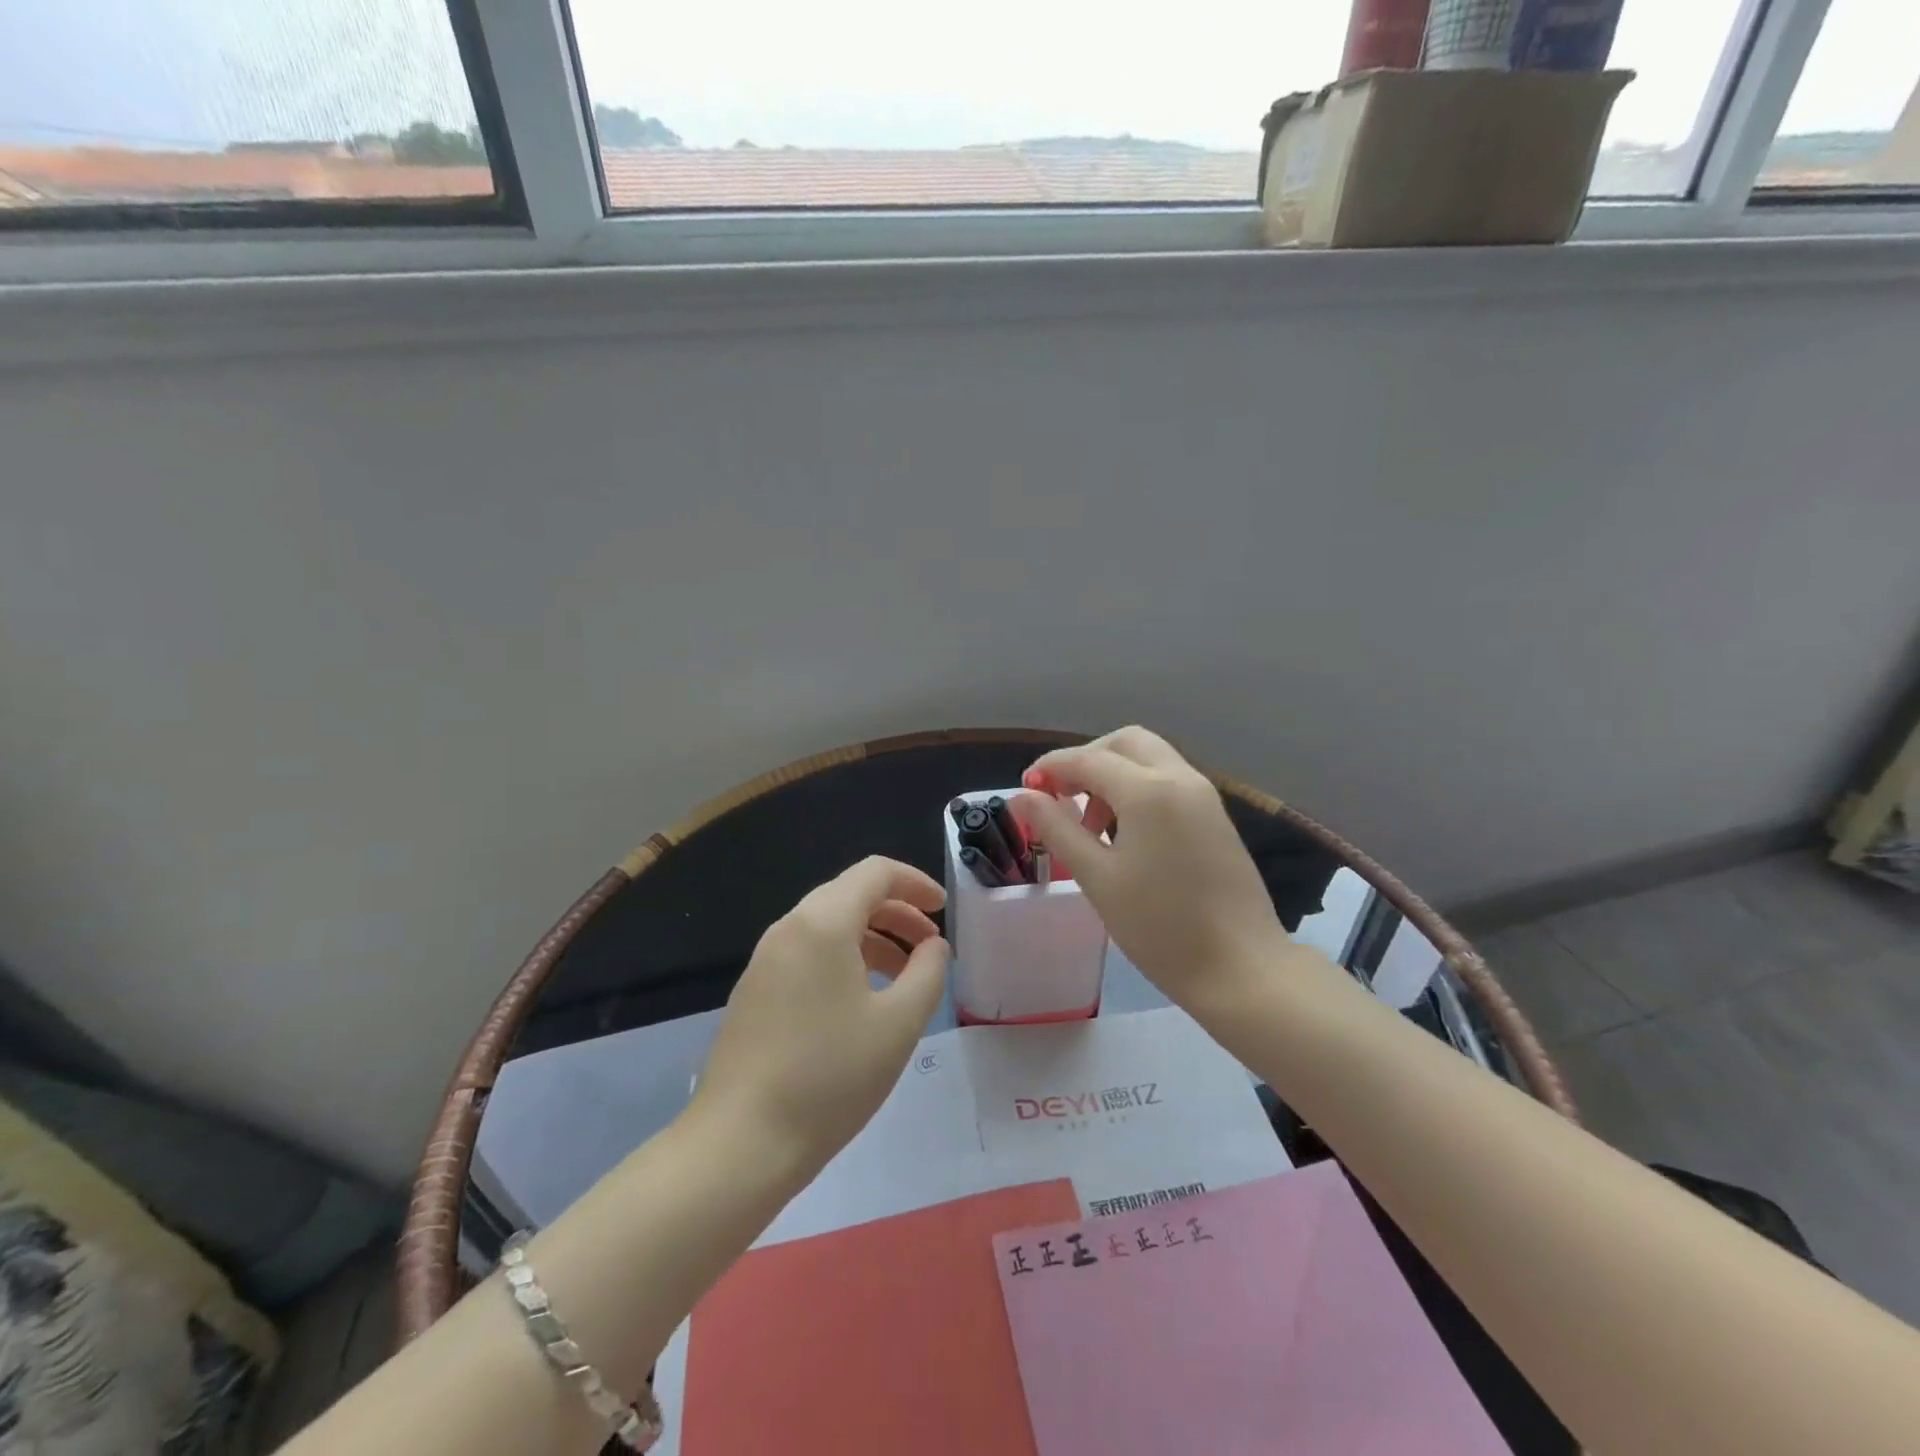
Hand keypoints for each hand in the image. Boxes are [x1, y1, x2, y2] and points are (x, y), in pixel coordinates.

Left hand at [691, 856, 950, 1179]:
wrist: (740, 1142)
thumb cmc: (829, 1077)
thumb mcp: (898, 1024)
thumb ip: (927, 973)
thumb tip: (933, 946)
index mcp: (822, 923)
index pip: (875, 872)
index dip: (915, 882)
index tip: (943, 910)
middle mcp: (789, 928)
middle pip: (851, 894)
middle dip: (897, 912)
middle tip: (930, 947)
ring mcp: (765, 960)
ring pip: (828, 926)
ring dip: (872, 938)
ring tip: (905, 978)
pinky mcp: (754, 991)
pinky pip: (808, 953)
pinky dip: (844, 959)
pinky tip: (861, 1002)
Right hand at [1012, 727, 1285, 1011]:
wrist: (1241, 969)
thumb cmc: (1160, 927)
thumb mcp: (1097, 877)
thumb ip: (1056, 828)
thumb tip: (1022, 796)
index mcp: (1148, 790)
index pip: (1087, 759)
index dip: (1050, 768)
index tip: (1025, 790)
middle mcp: (1180, 779)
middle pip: (1125, 743)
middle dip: (1087, 760)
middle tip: (1062, 797)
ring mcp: (1204, 796)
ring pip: (1150, 759)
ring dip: (1114, 774)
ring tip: (1091, 826)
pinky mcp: (1216, 817)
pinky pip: (1169, 781)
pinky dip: (1139, 789)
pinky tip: (1125, 834)